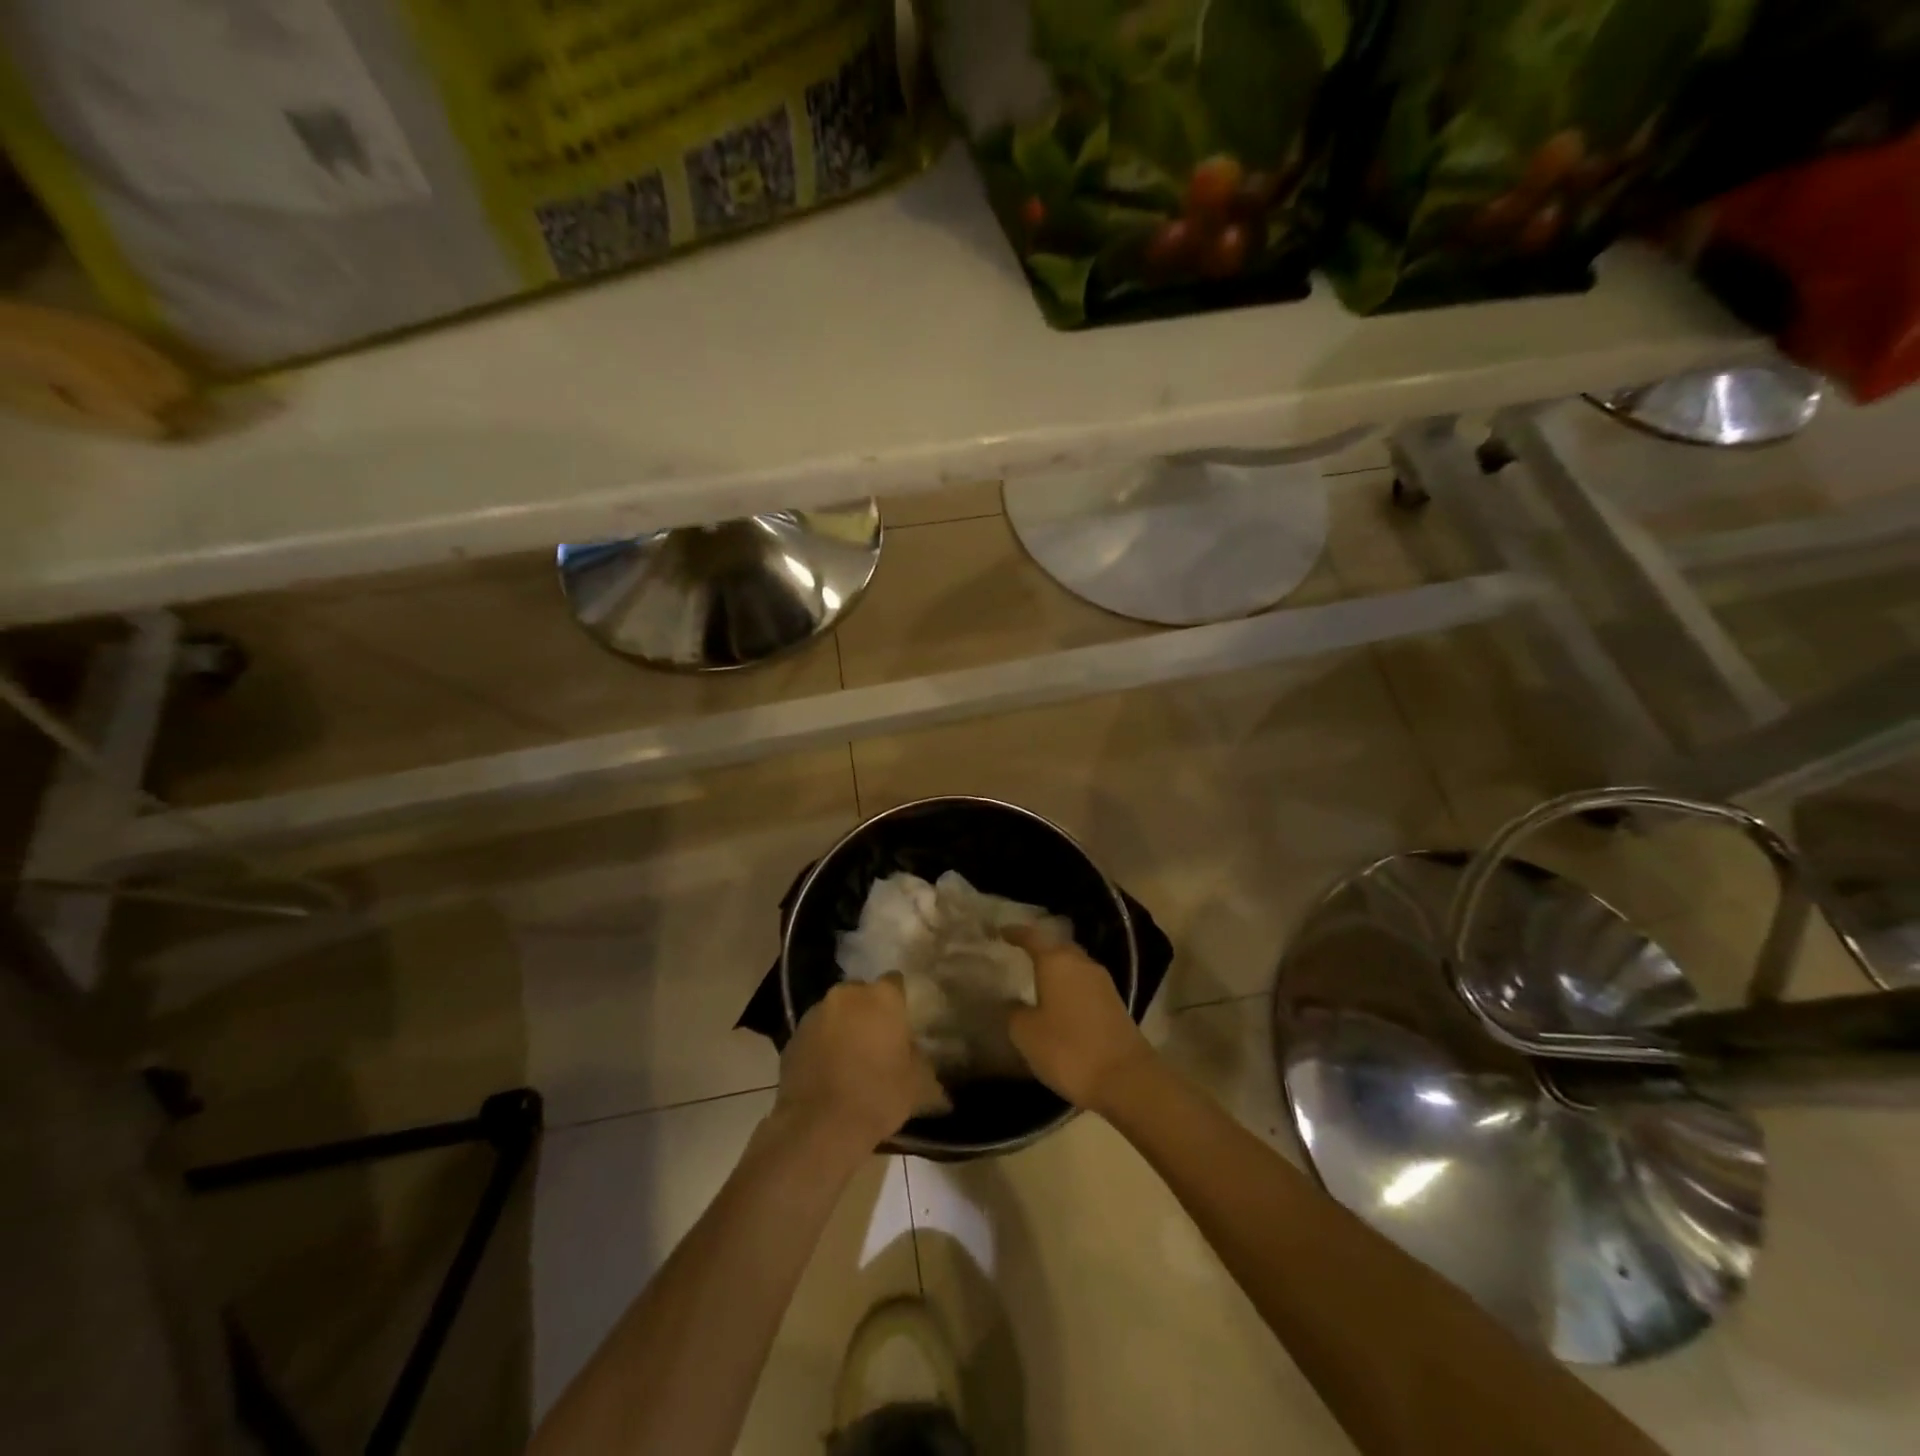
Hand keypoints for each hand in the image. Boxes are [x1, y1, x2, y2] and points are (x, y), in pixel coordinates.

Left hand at [776, 978, 949, 1155]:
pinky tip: (828, 1069)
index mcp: (881, 997)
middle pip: (862, 993)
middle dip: (868, 1010)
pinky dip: (822, 1043)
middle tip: (877, 1039)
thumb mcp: (918, 1083)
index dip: (899, 1001)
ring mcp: (816, 1012)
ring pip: (836, 1010)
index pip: (895, 982)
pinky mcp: (793, 1035)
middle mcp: (847, 994)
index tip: (902, 1022)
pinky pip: (815, 1032)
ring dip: (844, 1025)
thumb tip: (922, 1058)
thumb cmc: (878, 1095)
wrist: (820, 1126)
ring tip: (851, 1056)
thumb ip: (922, 1060)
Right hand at [1004, 927, 1153, 1110]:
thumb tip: (1014, 1003)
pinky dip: (1070, 987)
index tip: (1001, 932)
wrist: (1125, 1078)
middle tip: (1020, 954)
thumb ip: (1014, 1012)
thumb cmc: (1068, 1049)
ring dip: (1057, 969)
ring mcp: (1102, 983)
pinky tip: (1060, 1002)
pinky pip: (1085, 984)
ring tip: (1038, 979)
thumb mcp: (1026, 1033)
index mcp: (1057, 961)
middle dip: (1040, 949)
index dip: (1016, 933)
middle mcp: (1082, 963)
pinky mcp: (1115, 1003)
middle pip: (1057, 947)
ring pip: (1074, 965)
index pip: (1032, 937)